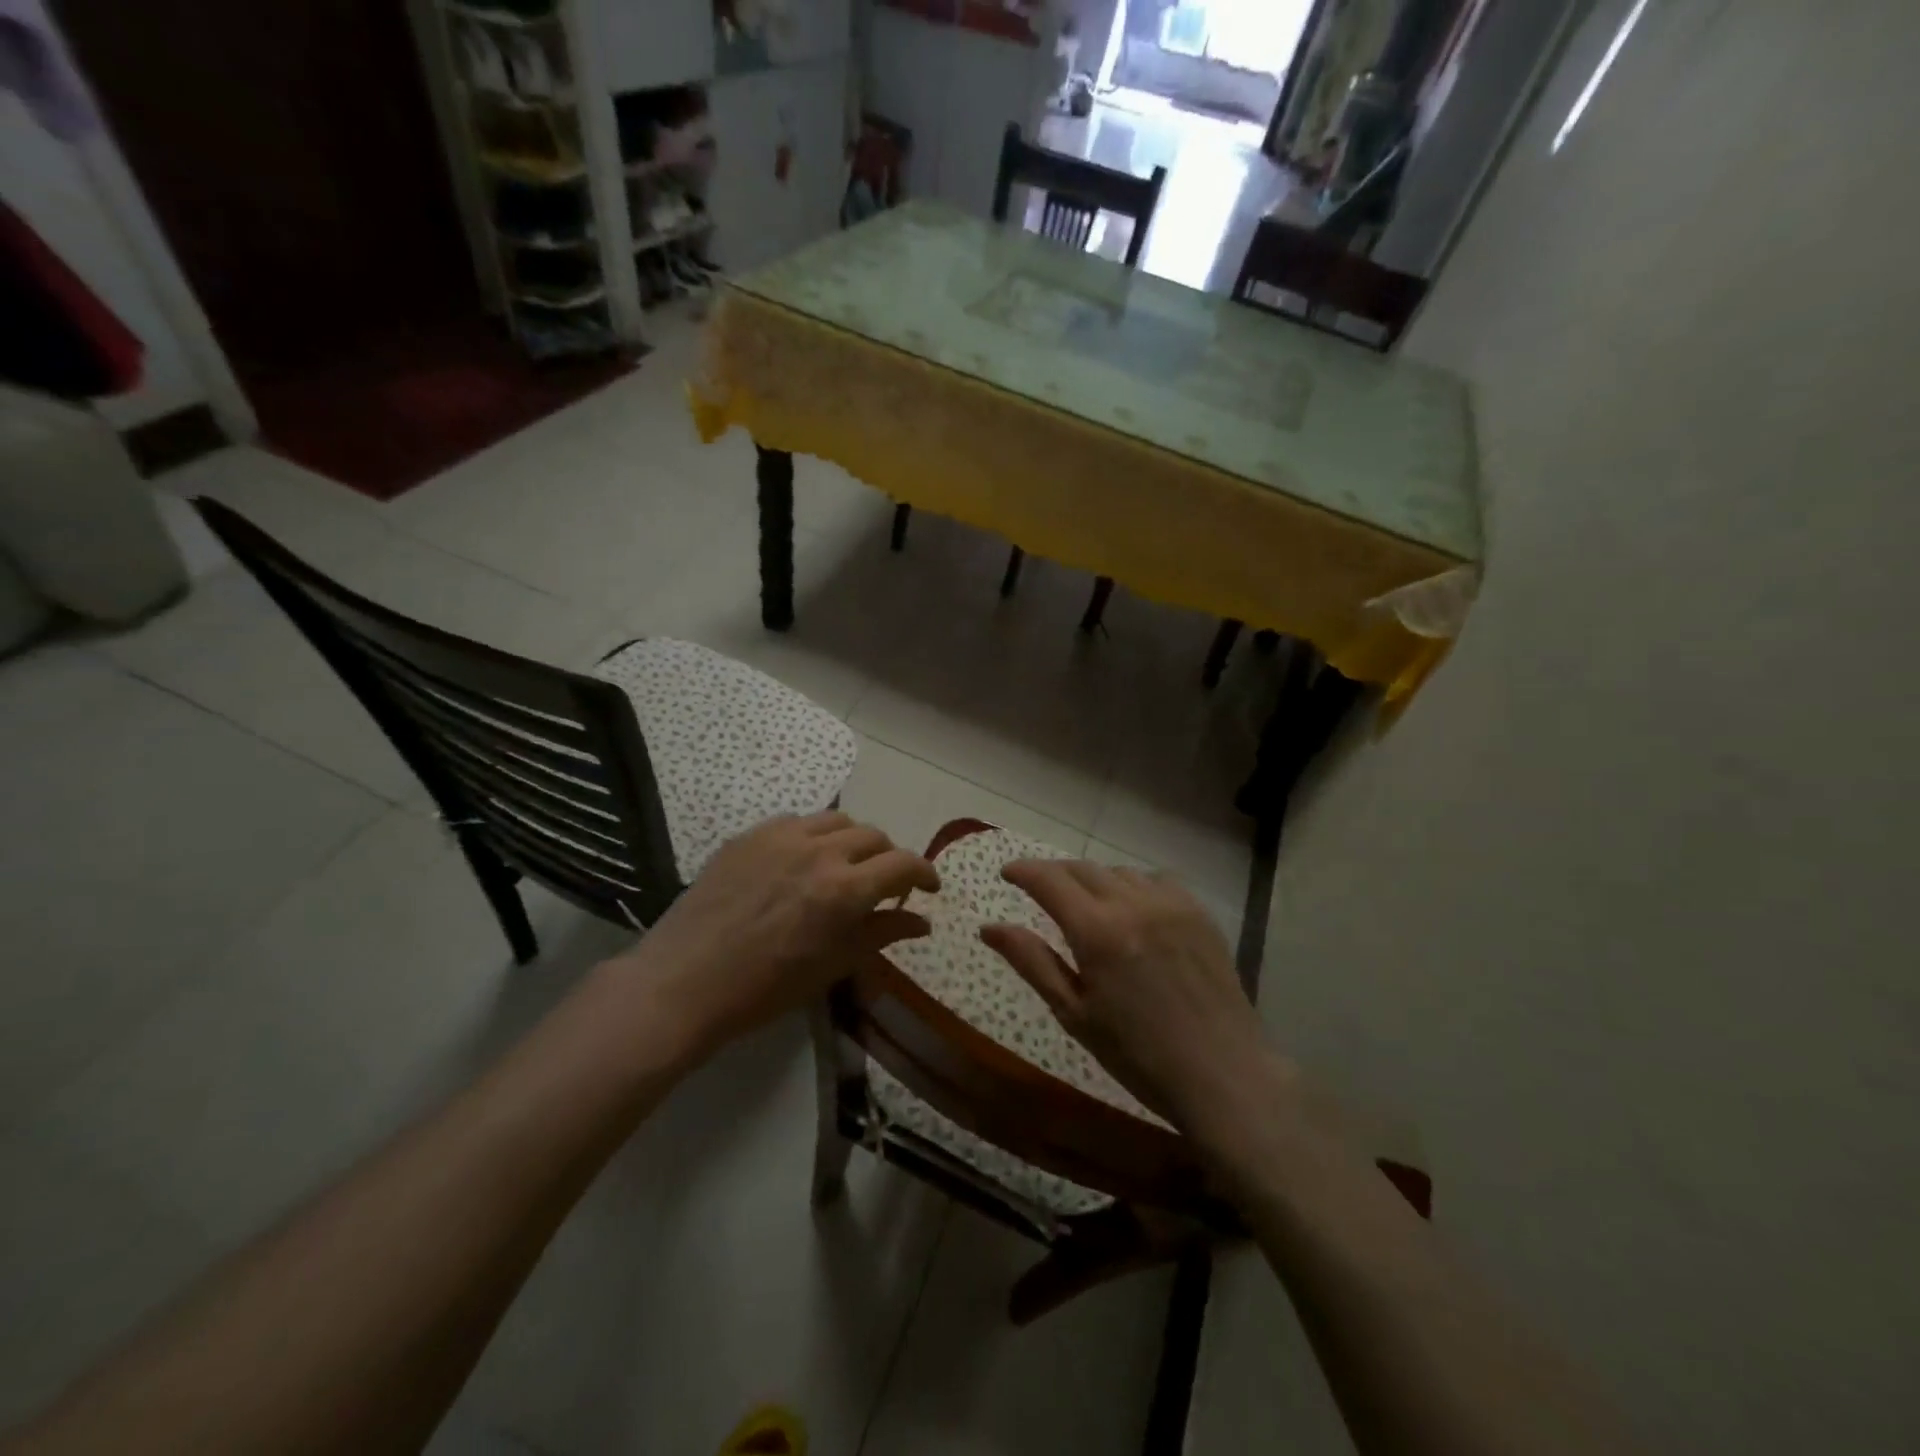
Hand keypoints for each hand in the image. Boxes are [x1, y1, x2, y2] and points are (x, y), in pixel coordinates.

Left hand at [613, 812, 938, 1059]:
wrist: (684, 982)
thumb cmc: (765, 988)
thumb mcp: (833, 966)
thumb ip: (882, 934)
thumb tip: (922, 921)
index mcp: (845, 889)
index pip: (904, 864)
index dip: (924, 873)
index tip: (928, 888)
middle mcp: (819, 851)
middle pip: (874, 836)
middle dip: (889, 858)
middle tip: (884, 884)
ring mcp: (781, 836)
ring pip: (837, 820)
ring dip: (853, 841)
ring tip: (844, 866)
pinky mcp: (749, 834)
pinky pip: (796, 822)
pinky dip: (813, 836)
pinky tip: (800, 862)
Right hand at [980, 860, 1295, 1155]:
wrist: (1222, 1074)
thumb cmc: (1138, 1055)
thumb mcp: (1074, 1014)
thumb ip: (1032, 962)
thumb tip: (989, 928)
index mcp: (1097, 931)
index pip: (1049, 880)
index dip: (1023, 871)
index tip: (1007, 874)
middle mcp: (1133, 904)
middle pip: (1083, 869)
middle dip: (1055, 874)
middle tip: (1040, 891)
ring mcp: (1172, 904)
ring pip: (1119, 872)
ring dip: (1094, 880)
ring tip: (1087, 905)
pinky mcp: (1199, 912)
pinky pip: (1156, 880)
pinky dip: (1134, 886)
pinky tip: (1133, 910)